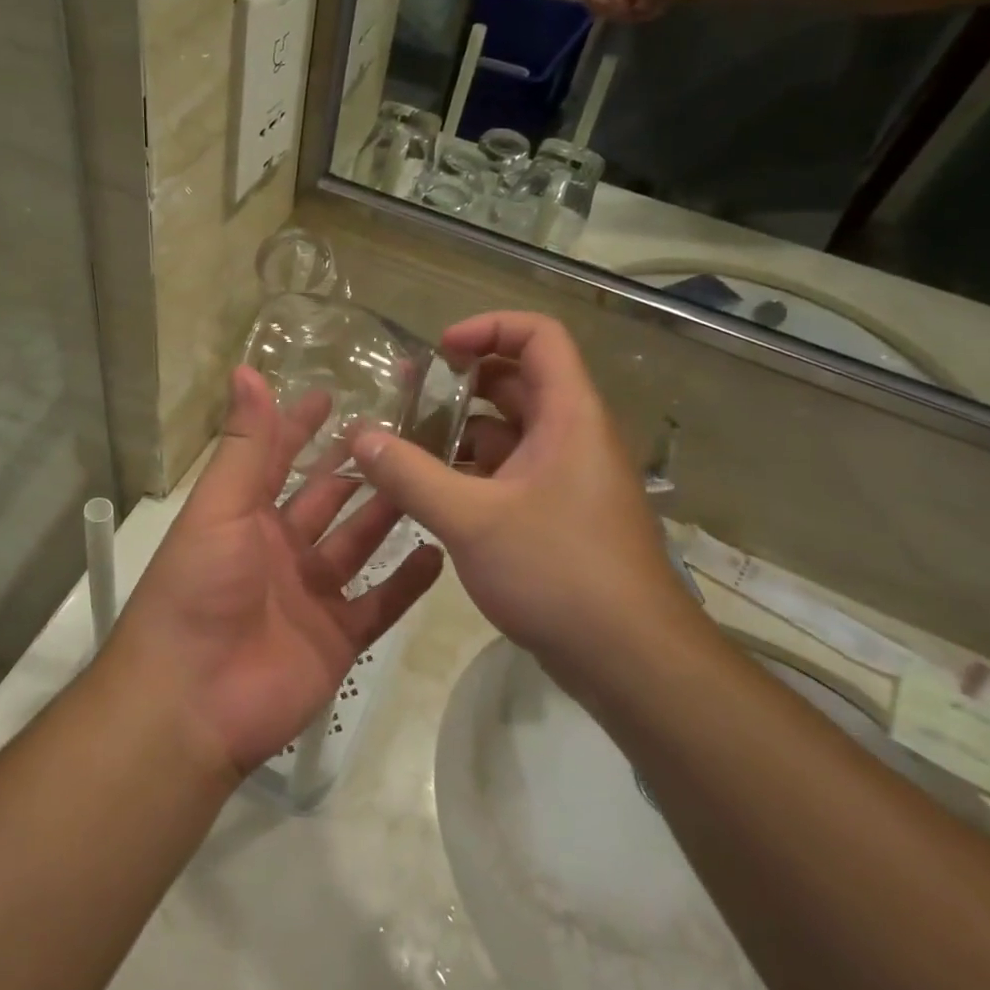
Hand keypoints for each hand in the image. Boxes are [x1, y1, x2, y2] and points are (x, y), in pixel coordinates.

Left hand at [104, 369, 444, 777]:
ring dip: (387, 515)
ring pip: (357, 545)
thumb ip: (244, 444)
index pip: (279, 458)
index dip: (301, 426)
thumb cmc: (199, 590)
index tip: (335, 394)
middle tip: (404, 434)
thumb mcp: (220, 507)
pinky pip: (379, 604)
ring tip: (430, 480)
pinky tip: (439, 552)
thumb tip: (246, 369)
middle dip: (357, 468)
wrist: (192, 702)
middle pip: (327, 500)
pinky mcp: (337, 638)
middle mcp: (280, 549)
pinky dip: (406, 582)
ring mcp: (311, 595)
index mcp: (246, 516)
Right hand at [349, 313, 702, 678]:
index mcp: (568, 416)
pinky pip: (507, 473)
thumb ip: (410, 475)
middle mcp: (571, 436)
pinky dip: (468, 472)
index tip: (439, 351)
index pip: (538, 337)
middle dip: (459, 384)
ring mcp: (565, 478)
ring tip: (402, 448)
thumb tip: (358, 436)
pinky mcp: (555, 514)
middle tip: (404, 397)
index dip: (488, 328)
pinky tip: (428, 493)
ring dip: (457, 433)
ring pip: (507, 433)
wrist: (630, 661)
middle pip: (516, 382)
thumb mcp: (471, 519)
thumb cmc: (558, 572)